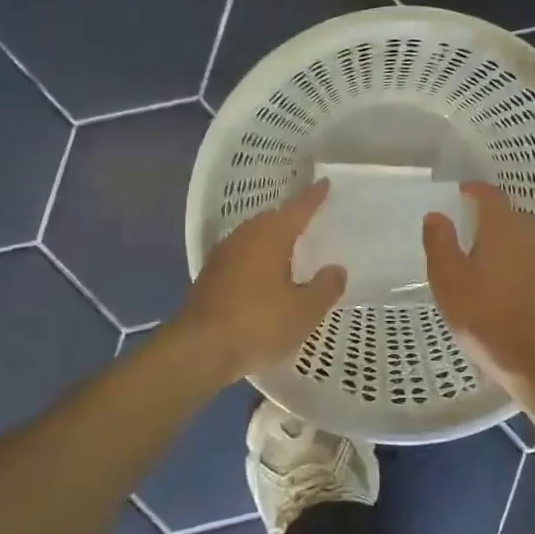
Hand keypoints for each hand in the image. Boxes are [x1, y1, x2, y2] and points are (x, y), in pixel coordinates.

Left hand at [176, 180, 346, 379]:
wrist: (199, 350)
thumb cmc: (258, 323)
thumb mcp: (304, 310)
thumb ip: (325, 288)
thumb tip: (336, 270)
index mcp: (270, 236)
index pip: (298, 209)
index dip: (313, 197)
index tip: (324, 183)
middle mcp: (244, 238)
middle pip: (271, 220)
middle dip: (290, 218)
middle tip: (309, 221)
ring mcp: (222, 257)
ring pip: (253, 239)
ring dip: (271, 241)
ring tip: (290, 251)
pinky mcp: (209, 278)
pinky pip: (241, 258)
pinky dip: (257, 261)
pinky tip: (265, 278)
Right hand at [423, 182, 534, 393]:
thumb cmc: (487, 316)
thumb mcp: (449, 280)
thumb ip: (440, 243)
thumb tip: (436, 215)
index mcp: (503, 227)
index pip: (490, 195)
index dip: (474, 190)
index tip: (461, 191)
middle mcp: (530, 235)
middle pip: (511, 214)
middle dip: (490, 214)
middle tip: (469, 222)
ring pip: (524, 236)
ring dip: (506, 237)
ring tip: (485, 250)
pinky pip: (532, 259)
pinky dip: (517, 259)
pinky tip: (504, 278)